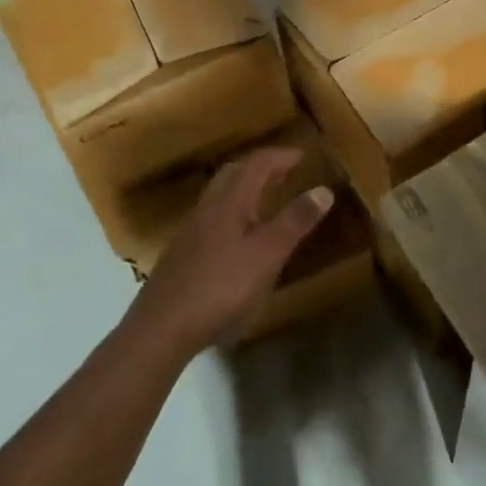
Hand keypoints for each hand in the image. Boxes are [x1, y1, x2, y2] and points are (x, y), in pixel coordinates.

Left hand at [129, 147, 333, 359]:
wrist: (160, 330)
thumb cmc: (220, 288)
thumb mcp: (267, 256)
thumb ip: (295, 222)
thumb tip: (324, 189)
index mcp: (229, 202)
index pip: (257, 164)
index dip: (281, 156)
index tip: (303, 155)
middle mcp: (207, 209)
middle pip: (233, 174)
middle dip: (260, 168)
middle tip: (285, 173)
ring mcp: (190, 233)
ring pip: (220, 197)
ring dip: (244, 190)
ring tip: (266, 204)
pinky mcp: (181, 257)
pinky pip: (212, 220)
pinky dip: (232, 215)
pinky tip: (239, 241)